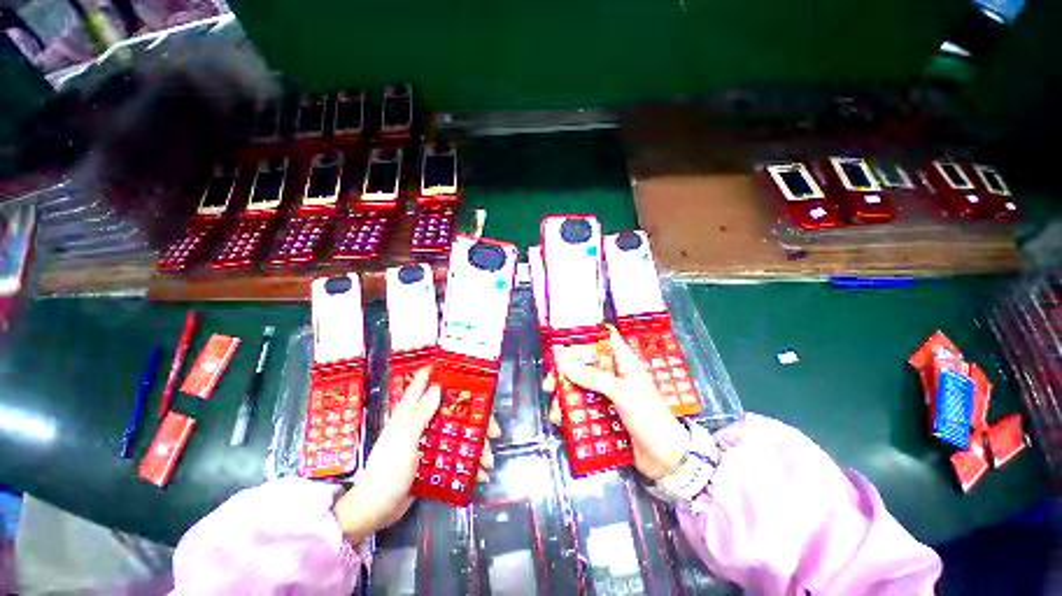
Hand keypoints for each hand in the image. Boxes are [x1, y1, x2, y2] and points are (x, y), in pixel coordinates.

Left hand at [334, 367, 499, 541]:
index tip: (459, 367)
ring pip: (458, 434)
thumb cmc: (388, 469)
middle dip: (475, 418)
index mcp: (410, 413)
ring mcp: (428, 442)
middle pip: (452, 411)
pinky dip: (468, 463)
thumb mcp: (404, 439)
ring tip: (488, 461)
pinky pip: (455, 455)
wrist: (376, 509)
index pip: (422, 385)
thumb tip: (437, 386)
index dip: (438, 372)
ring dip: (476, 446)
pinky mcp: (432, 460)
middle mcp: (421, 423)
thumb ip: (421, 413)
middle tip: (494, 429)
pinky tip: (479, 473)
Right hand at [546, 325, 690, 480]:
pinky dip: (570, 413)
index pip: (606, 339)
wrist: (665, 458)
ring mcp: (608, 395)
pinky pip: (583, 407)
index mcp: (624, 363)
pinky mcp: (604, 414)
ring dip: (565, 396)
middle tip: (550, 382)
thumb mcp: (623, 393)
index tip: (566, 337)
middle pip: (586, 364)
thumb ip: (595, 378)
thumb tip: (566, 365)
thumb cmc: (649, 417)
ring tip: (555, 409)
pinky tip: (561, 420)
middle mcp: (614, 375)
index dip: (588, 335)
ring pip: (581, 387)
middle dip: (566, 372)